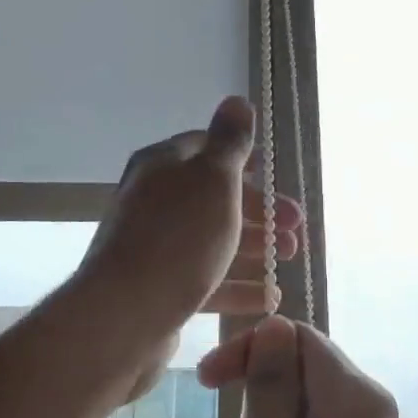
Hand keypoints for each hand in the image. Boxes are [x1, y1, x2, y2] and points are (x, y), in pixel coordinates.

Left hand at [76, 98, 303, 393]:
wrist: (122, 318)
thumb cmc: (177, 239)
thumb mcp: (213, 180)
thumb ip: (229, 142)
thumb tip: (237, 100)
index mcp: (163, 166)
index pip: (207, 149)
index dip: (246, 161)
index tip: (276, 179)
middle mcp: (154, 201)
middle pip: (215, 198)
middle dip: (259, 211)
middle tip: (295, 229)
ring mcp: (154, 246)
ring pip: (212, 239)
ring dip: (254, 248)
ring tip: (287, 260)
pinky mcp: (158, 288)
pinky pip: (204, 279)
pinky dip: (237, 286)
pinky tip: (268, 297)